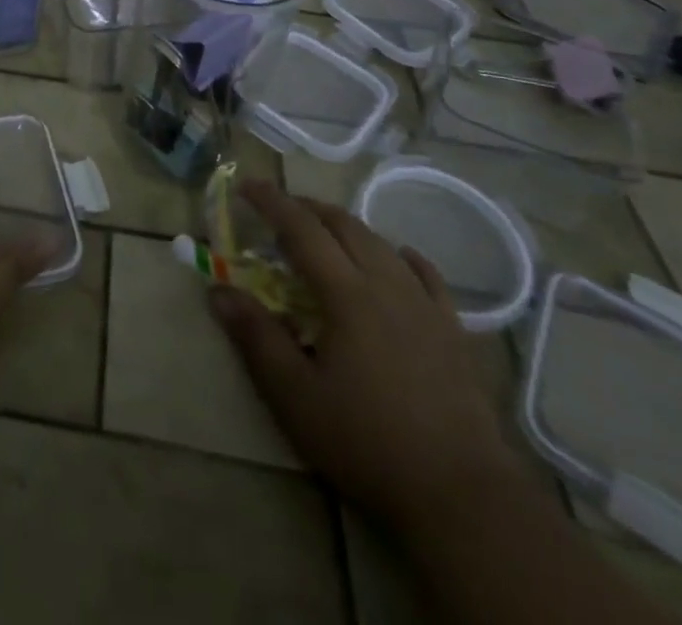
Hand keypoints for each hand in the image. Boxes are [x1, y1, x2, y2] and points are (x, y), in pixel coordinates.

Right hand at [211, 180, 526, 531]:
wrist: (464, 497)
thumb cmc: (368, 443)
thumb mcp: (295, 396)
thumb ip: (256, 337)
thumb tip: (217, 290)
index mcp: (347, 294)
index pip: (302, 229)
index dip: (271, 202)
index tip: (245, 185)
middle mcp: (387, 285)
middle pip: (343, 226)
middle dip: (307, 208)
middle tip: (278, 210)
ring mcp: (426, 306)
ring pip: (382, 244)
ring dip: (346, 227)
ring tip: (324, 233)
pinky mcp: (453, 332)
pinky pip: (427, 275)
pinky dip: (400, 256)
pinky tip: (397, 260)